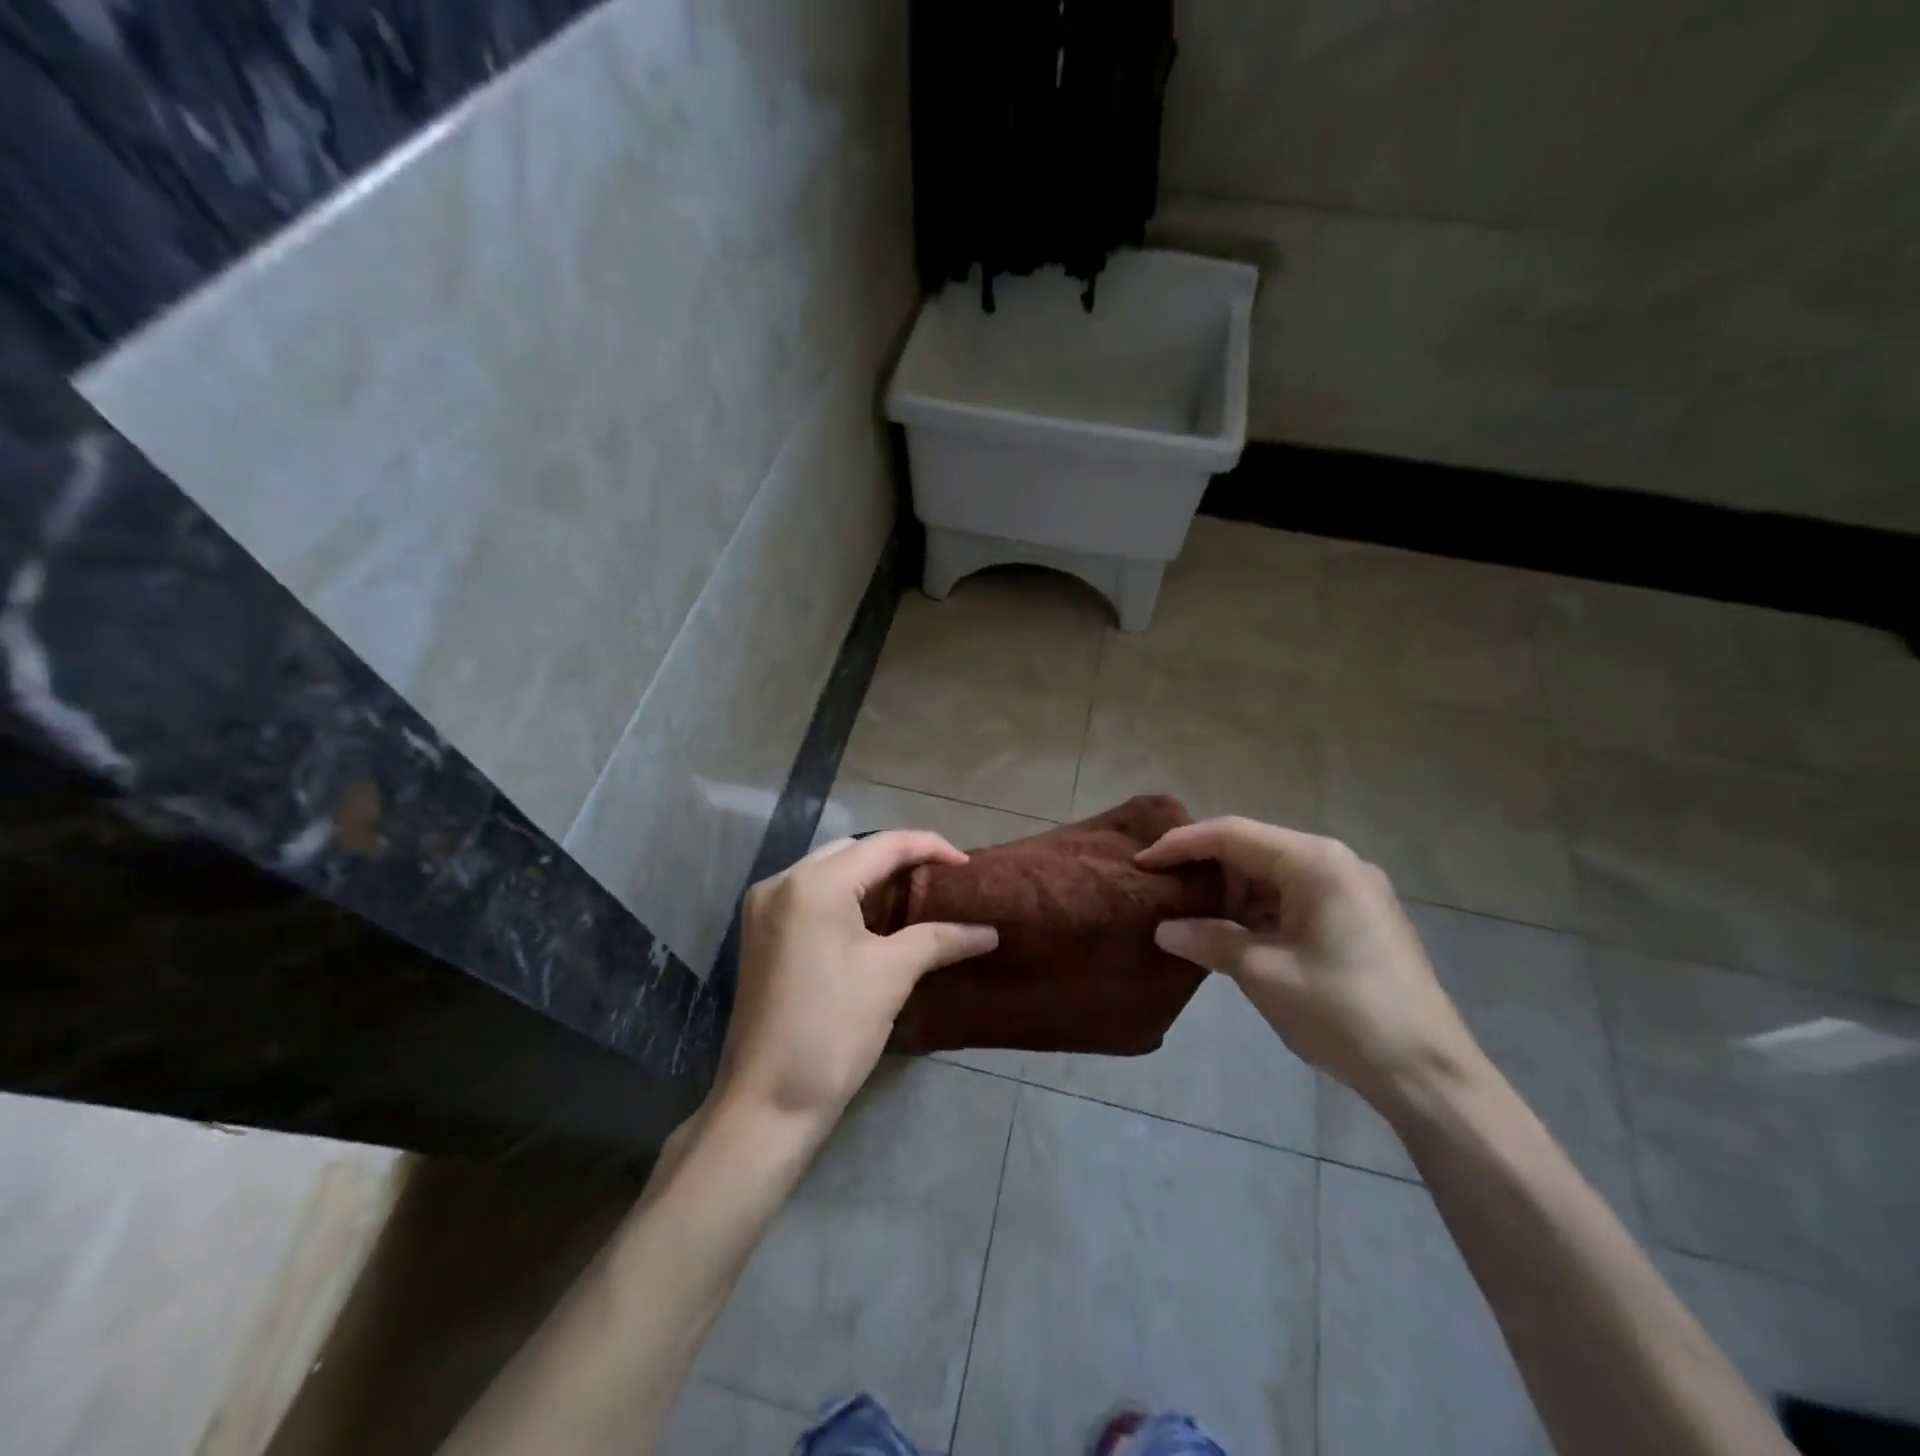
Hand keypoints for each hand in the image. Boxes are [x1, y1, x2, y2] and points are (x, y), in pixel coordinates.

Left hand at [716, 832, 998, 1130]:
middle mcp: (782, 881)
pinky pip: (810, 895)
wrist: (767, 1102)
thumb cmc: (833, 1030)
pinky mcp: (760, 932)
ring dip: (870, 877)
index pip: (883, 845)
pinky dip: (844, 896)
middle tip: (940, 880)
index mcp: (814, 884)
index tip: (967, 865)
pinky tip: (872, 917)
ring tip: (914, 895)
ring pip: (828, 870)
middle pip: (852, 851)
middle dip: (898, 859)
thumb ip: (940, 939)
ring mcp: (763, 907)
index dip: (929, 847)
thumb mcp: (891, 975)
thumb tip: (989, 931)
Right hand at [1137, 817, 1484, 1115]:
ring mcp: (1351, 891)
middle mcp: (1335, 863)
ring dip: (1230, 895)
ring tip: (1186, 914)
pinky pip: (1293, 899)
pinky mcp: (1357, 919)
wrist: (1429, 1075)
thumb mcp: (1264, 973)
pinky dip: (1257, 912)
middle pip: (1253, 850)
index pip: (1232, 834)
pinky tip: (1229, 934)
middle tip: (1160, 890)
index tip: (1141, 863)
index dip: (1181, 845)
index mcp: (1316, 862)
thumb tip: (1164, 929)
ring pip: (1272, 876)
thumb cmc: (1342, 1012)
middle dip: (1205, 870)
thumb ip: (1209, 940)